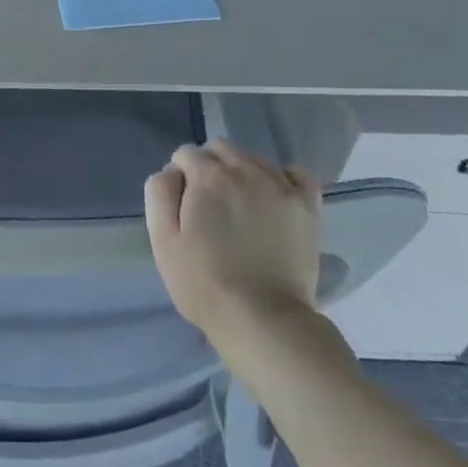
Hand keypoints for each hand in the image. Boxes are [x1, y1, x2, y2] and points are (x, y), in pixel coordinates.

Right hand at [144, 141, 322, 341]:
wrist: (262, 318)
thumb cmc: (203, 282)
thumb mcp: (162, 239)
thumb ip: (160, 193)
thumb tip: (171, 171)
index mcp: (208, 176)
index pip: (186, 154)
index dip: (179, 177)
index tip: (182, 206)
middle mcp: (245, 170)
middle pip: (221, 148)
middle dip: (209, 166)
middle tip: (207, 205)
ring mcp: (281, 185)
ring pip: (254, 158)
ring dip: (241, 171)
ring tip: (239, 206)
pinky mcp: (307, 206)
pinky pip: (296, 173)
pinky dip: (282, 178)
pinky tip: (274, 198)